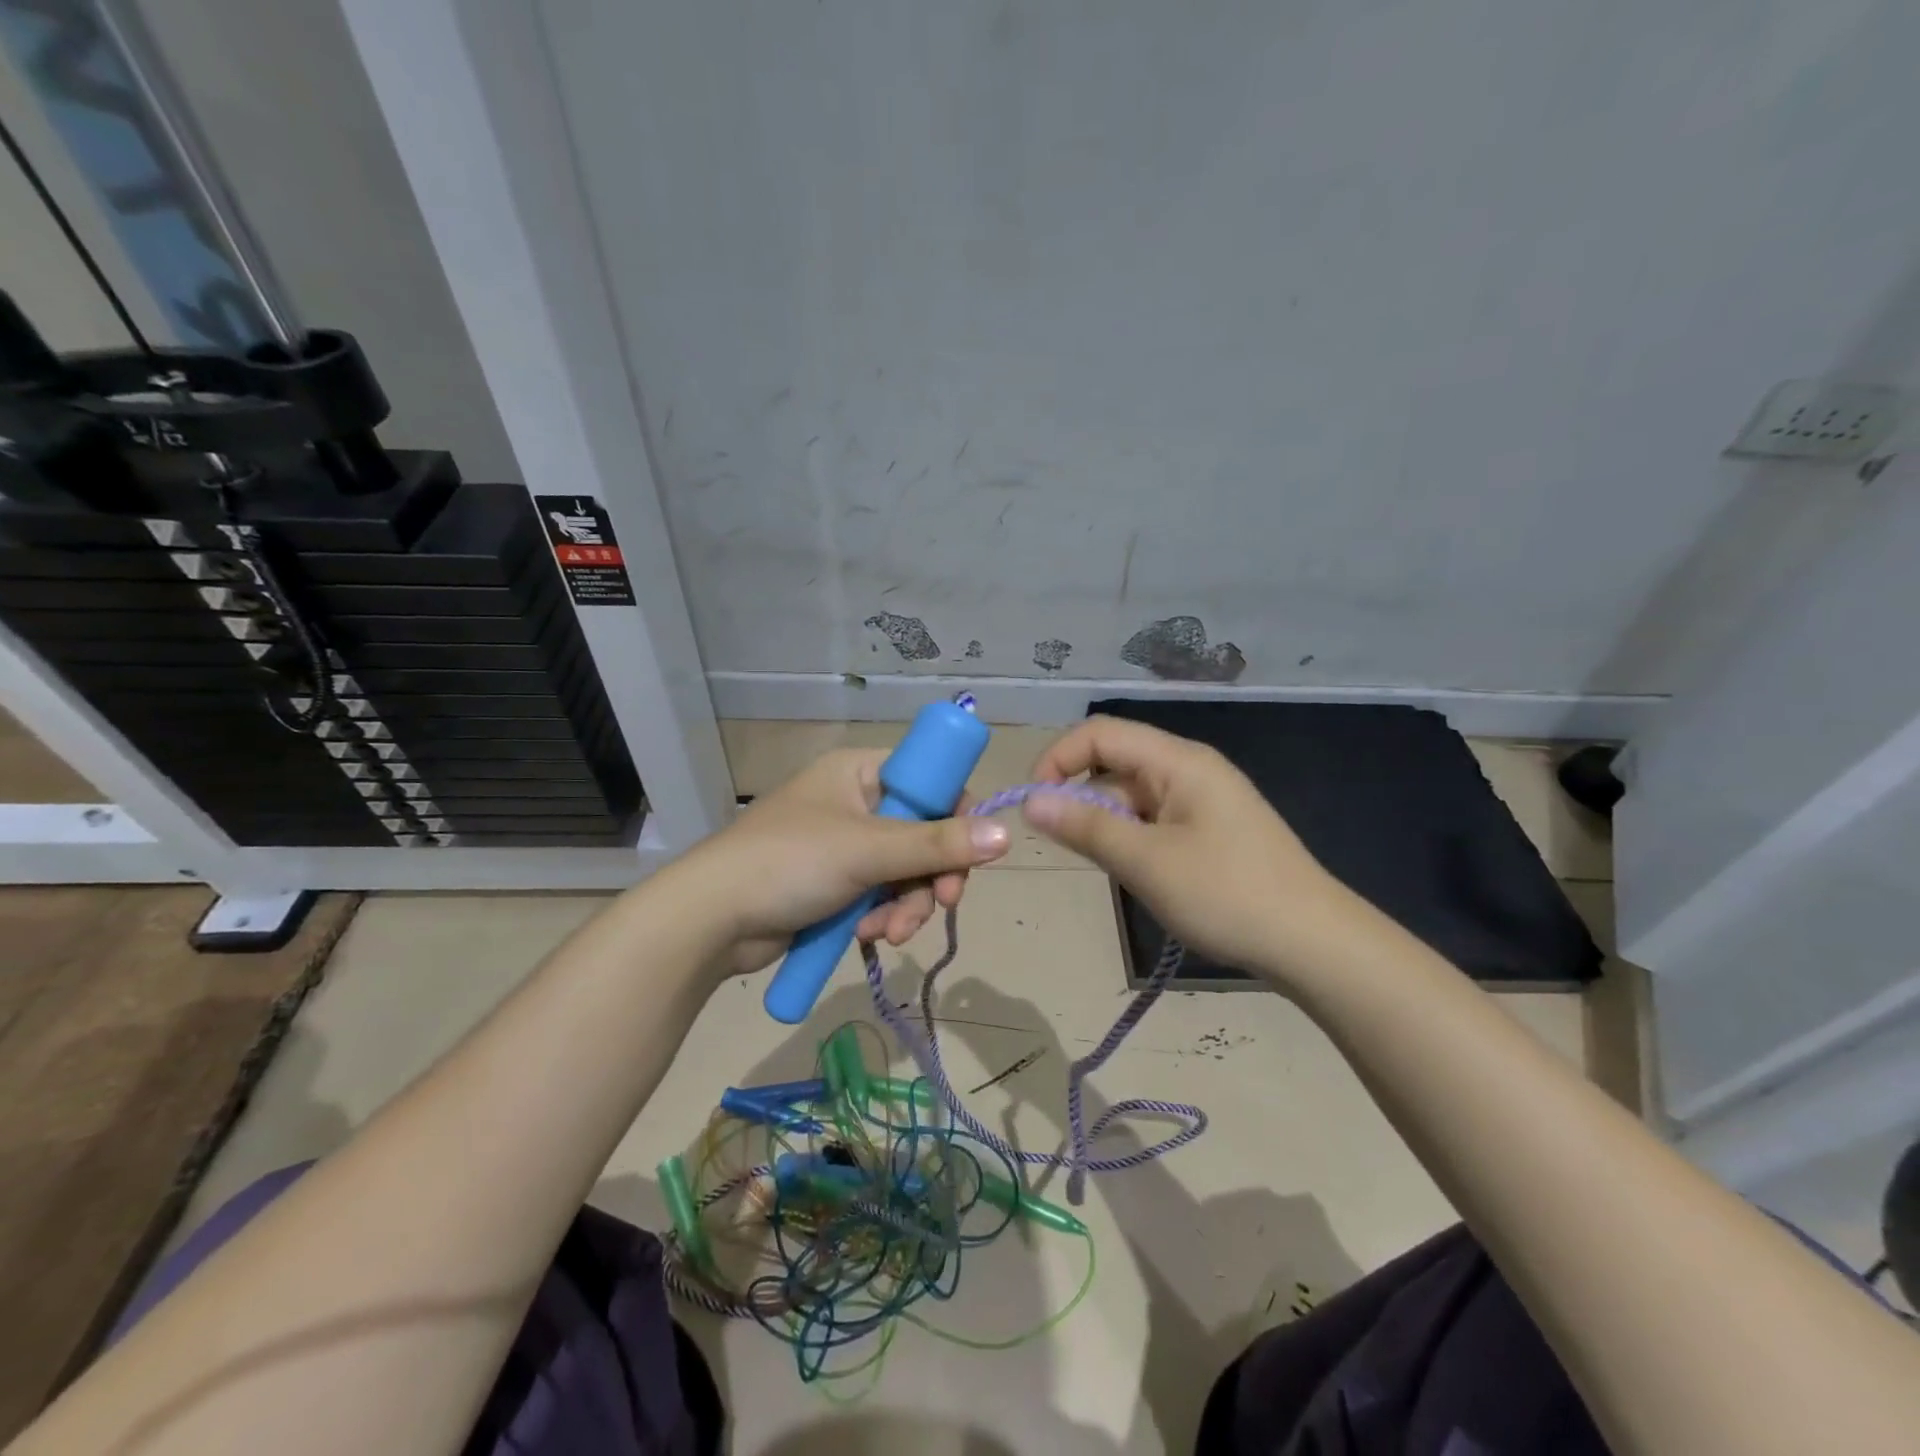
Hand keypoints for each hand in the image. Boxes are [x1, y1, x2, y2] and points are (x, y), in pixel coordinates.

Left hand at [670, 748, 1010, 976]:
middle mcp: (856, 803)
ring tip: (887, 932)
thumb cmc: (789, 863)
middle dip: (930, 876)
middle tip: (940, 904)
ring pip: (905, 873)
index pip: (930, 780)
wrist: (710, 921)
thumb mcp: (867, 850)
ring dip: (906, 906)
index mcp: (860, 773)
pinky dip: (882, 917)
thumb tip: (1006, 834)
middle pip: (924, 834)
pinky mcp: (836, 886)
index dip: (956, 814)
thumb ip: (938, 843)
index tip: (970, 852)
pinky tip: (868, 937)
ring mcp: (845, 847)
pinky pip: (881, 897)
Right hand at [1022, 716, 1345, 981]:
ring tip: (1111, 868)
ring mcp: (1201, 799)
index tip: (1034, 803)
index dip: (1058, 759)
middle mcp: (1189, 769)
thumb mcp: (1146, 861)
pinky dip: (1131, 838)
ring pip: (1131, 795)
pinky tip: (1136, 873)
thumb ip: (1085, 826)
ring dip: (1106, 823)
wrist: (1313, 943)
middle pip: (1115, 762)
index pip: (1100, 733)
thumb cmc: (1226, 894)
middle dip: (1080, 796)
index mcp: (1178, 761)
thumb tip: (1030, 800)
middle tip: (1068, 846)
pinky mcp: (1209, 829)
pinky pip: (1153, 819)